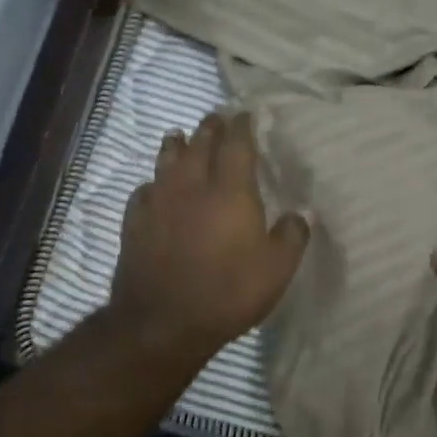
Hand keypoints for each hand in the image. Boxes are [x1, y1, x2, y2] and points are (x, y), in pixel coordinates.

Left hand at [108, 110, 309, 367]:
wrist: (163, 322)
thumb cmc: (228, 292)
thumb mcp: (277, 269)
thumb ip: (292, 236)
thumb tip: (301, 213)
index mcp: (230, 191)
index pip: (237, 145)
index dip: (242, 126)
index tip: (245, 113)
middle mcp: (192, 186)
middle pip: (199, 145)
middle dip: (210, 128)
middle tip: (216, 117)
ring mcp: (159, 203)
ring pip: (166, 161)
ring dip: (175, 145)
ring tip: (178, 135)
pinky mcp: (135, 224)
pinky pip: (144, 191)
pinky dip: (152, 183)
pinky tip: (153, 188)